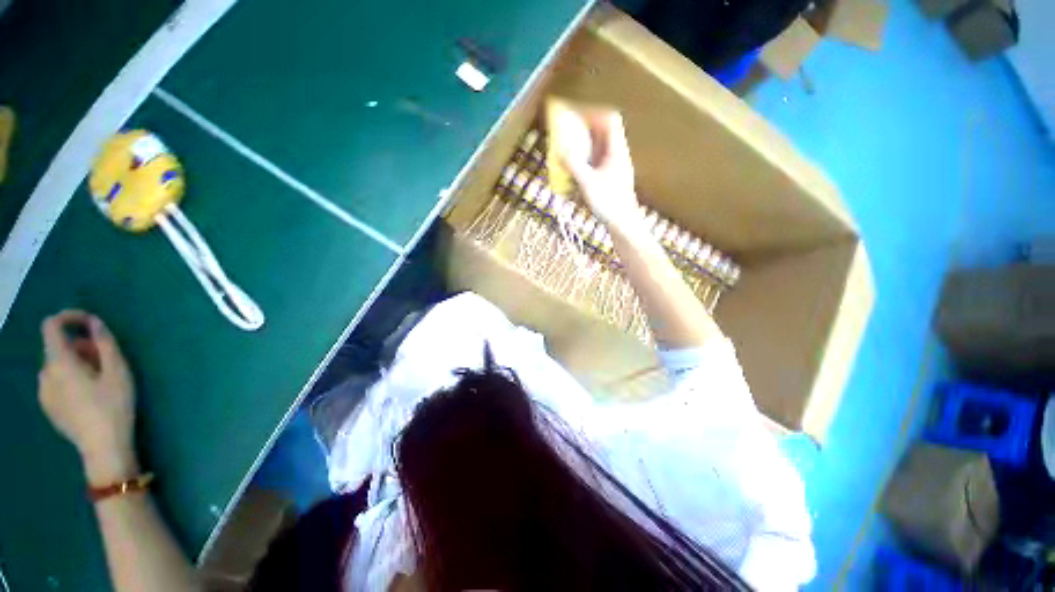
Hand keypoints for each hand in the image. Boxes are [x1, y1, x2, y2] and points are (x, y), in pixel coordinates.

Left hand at [38, 311, 138, 484]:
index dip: (68, 317)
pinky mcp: (48, 407)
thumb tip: (94, 323)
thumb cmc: (113, 406)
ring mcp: (43, 393)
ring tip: (98, 378)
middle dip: (79, 346)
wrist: (103, 449)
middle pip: (57, 348)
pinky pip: (55, 382)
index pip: (51, 326)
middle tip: (104, 358)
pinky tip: (88, 394)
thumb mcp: (118, 372)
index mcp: (59, 362)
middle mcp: (45, 373)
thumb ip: (105, 343)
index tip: (89, 321)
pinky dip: (69, 378)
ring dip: (74, 363)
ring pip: (56, 366)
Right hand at [556, 108, 642, 231]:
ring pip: (601, 148)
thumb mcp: (588, 183)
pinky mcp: (612, 179)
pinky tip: (577, 170)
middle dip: (586, 130)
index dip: (594, 114)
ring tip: (570, 150)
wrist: (623, 223)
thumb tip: (560, 151)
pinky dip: (587, 161)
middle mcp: (618, 155)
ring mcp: (616, 167)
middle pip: (604, 133)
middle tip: (569, 133)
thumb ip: (574, 165)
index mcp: (616, 150)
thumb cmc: (608, 202)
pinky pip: (599, 162)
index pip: (610, 120)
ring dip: (586, 146)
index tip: (576, 117)